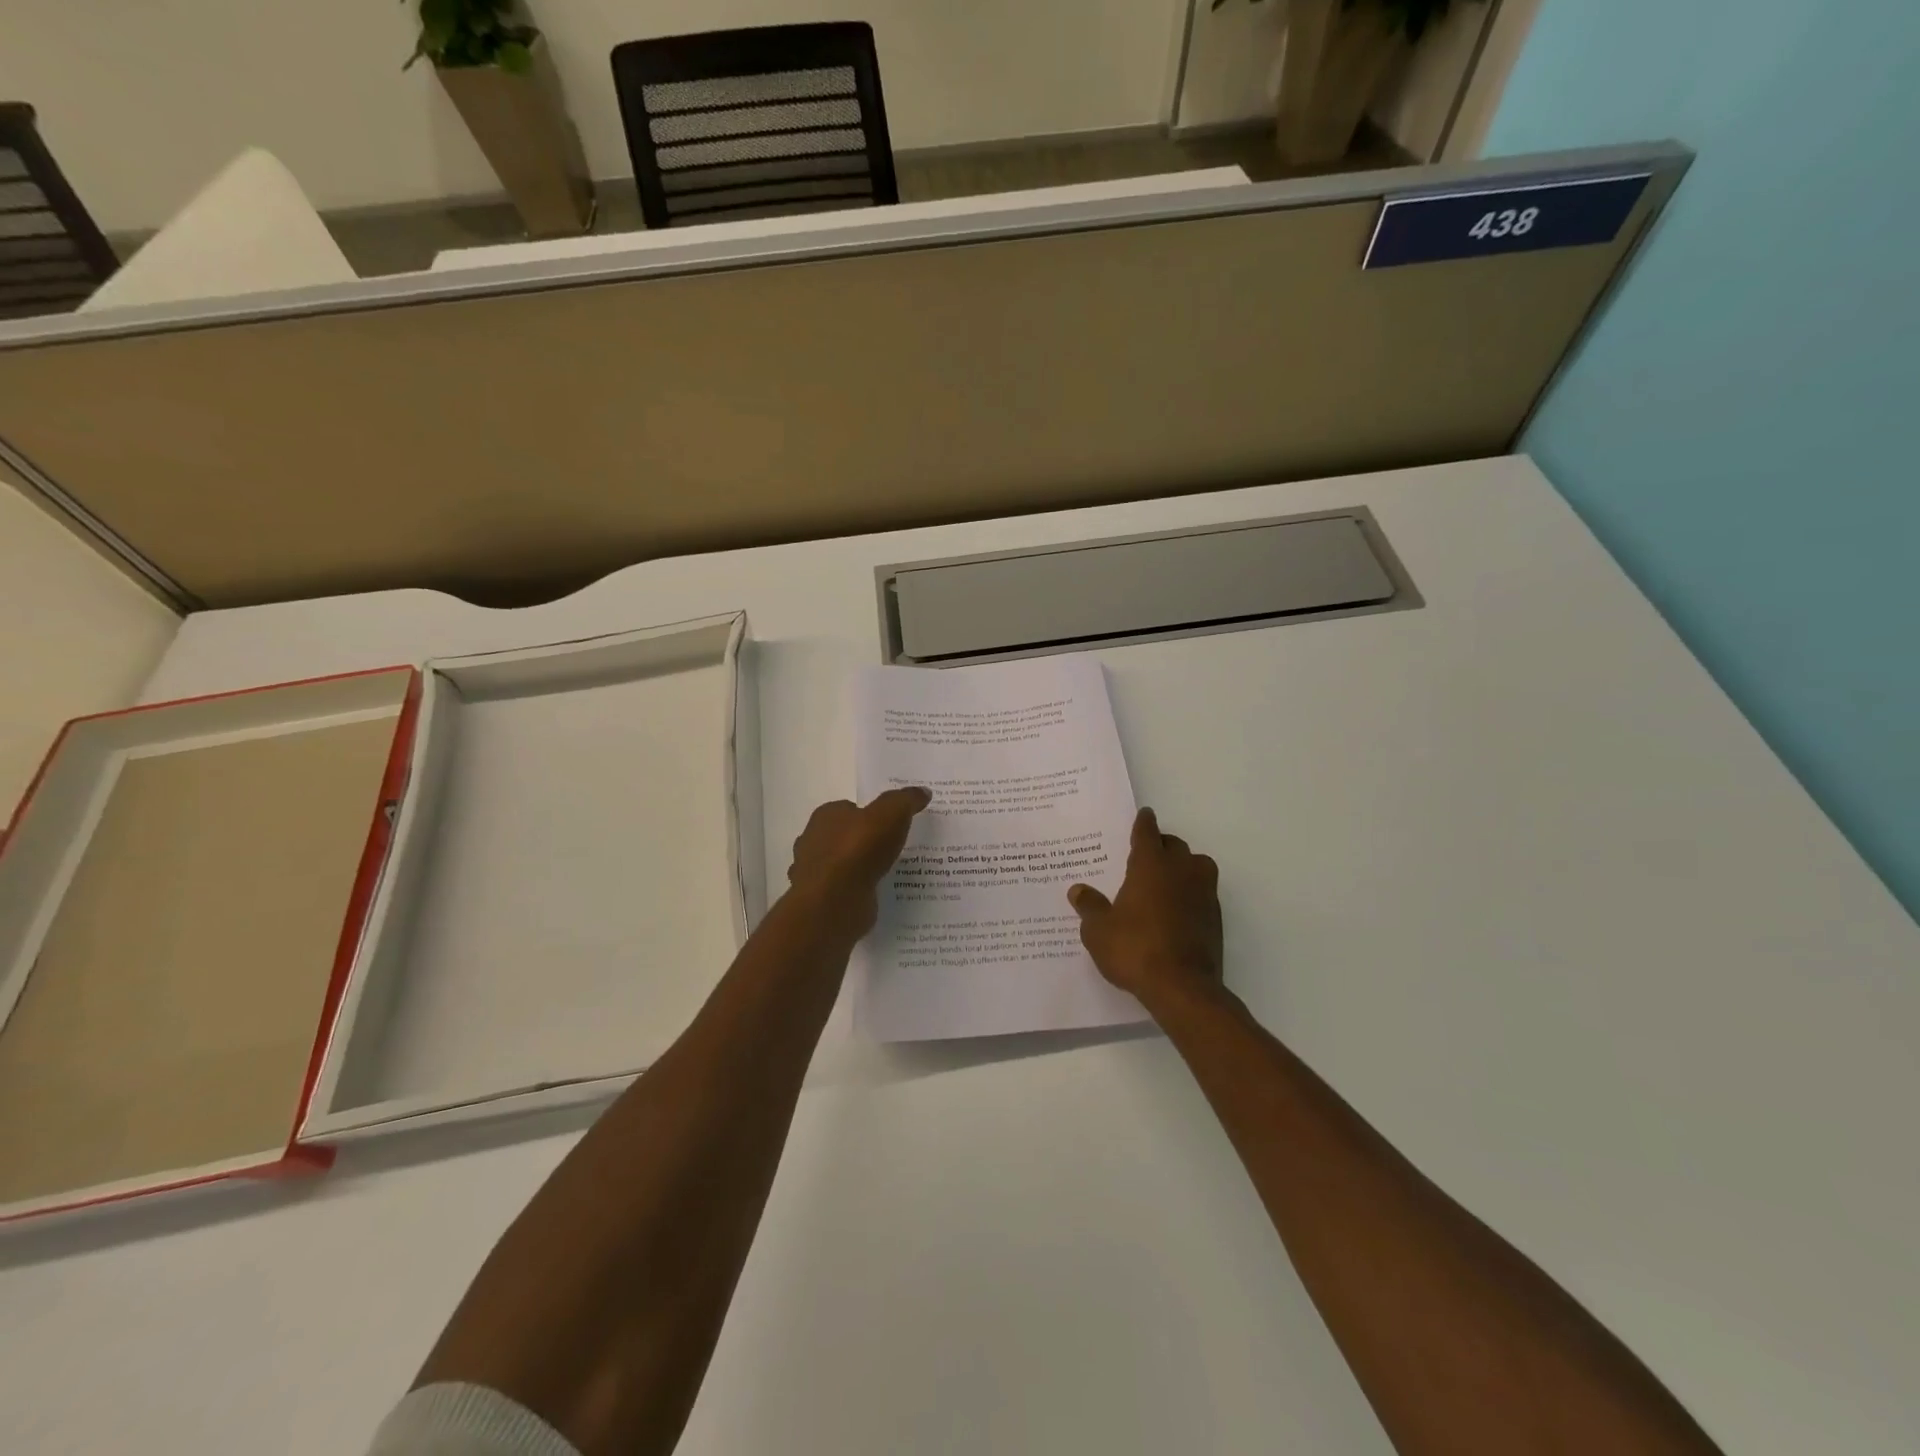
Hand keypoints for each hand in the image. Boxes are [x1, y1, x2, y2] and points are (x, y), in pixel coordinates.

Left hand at [787, 787, 930, 937]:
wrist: (835, 900)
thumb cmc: (859, 848)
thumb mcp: (892, 813)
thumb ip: (906, 800)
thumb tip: (923, 791)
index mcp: (826, 816)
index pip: (848, 809)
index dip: (869, 815)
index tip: (890, 824)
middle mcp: (813, 841)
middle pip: (843, 836)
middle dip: (863, 842)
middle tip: (892, 848)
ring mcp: (814, 873)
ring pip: (841, 865)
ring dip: (858, 868)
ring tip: (887, 873)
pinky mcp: (821, 899)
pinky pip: (843, 890)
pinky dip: (855, 891)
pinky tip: (875, 894)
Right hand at [1068, 808, 1222, 1010]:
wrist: (1182, 987)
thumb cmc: (1134, 949)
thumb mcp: (1098, 930)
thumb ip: (1089, 906)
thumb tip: (1078, 890)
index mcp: (1151, 865)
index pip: (1147, 833)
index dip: (1143, 823)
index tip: (1144, 814)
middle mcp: (1181, 870)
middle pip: (1174, 845)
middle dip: (1161, 845)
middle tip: (1145, 854)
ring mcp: (1203, 893)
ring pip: (1196, 865)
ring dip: (1182, 866)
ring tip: (1165, 879)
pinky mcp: (1216, 917)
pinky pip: (1202, 892)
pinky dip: (1191, 892)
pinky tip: (1176, 908)